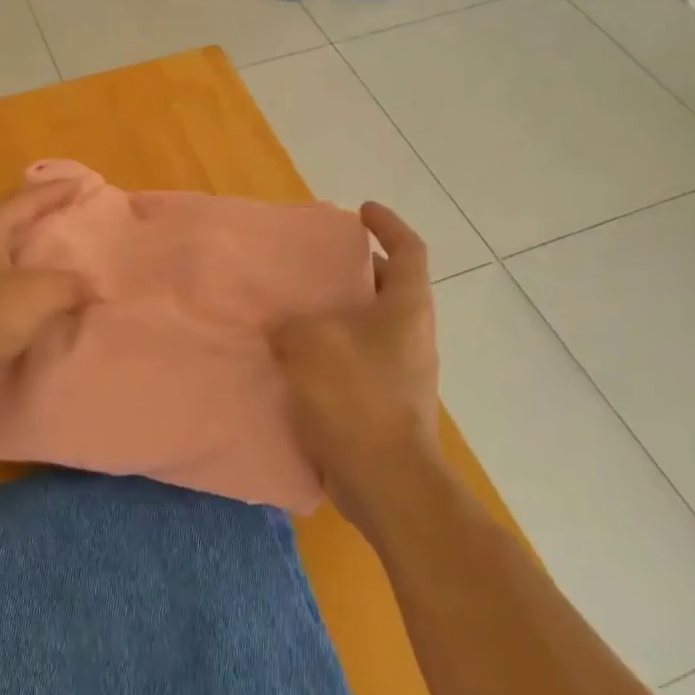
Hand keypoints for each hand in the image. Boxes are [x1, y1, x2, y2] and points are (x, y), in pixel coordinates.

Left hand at [0, 179, 90, 390]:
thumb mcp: (37, 295)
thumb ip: (71, 286)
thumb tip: (96, 287)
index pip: (27, 199)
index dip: (57, 191)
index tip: (82, 183)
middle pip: (8, 221)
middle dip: (37, 217)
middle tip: (66, 216)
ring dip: (21, 251)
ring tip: (47, 255)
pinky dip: (10, 280)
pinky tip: (22, 294)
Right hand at [271, 202, 441, 538]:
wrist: (386, 482)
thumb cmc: (355, 398)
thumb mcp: (309, 345)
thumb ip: (290, 324)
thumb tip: (283, 326)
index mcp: (406, 308)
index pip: (408, 250)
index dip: (388, 225)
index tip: (361, 212)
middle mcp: (412, 335)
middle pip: (390, 287)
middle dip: (357, 271)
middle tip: (318, 265)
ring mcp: (403, 372)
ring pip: (372, 327)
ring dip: (342, 315)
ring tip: (299, 310)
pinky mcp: (388, 403)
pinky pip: (359, 361)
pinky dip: (334, 352)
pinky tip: (298, 360)